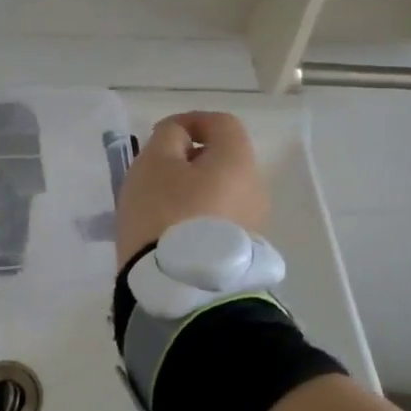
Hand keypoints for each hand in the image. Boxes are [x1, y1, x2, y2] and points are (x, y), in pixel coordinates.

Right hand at [116, 112, 269, 268]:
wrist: (180, 289)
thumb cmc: (164, 213)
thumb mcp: (154, 162)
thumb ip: (169, 136)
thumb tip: (181, 137)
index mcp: (238, 161)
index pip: (222, 123)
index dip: (190, 120)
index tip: (160, 135)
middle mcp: (255, 189)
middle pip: (224, 158)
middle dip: (190, 158)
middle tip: (157, 172)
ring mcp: (254, 224)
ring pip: (221, 190)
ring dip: (193, 189)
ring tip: (160, 205)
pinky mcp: (243, 252)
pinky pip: (220, 218)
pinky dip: (198, 215)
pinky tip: (172, 230)